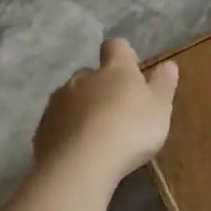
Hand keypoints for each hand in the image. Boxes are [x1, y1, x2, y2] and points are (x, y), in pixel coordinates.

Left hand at [31, 39, 178, 181]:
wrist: (81, 164)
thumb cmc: (131, 130)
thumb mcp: (160, 108)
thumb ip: (163, 84)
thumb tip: (168, 64)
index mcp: (115, 70)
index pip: (116, 47)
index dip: (123, 55)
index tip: (132, 70)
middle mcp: (83, 79)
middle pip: (90, 74)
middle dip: (101, 86)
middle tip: (116, 110)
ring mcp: (58, 102)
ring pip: (70, 98)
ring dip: (82, 108)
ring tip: (96, 134)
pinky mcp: (42, 129)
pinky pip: (57, 123)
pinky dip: (67, 130)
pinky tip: (79, 150)